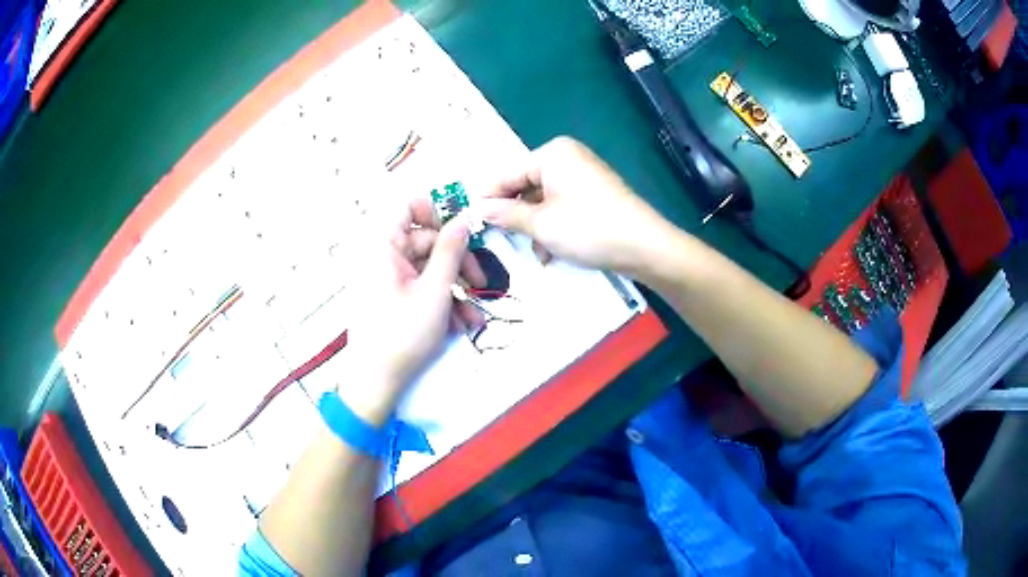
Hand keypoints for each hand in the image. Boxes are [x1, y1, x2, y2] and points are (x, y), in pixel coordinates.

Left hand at [340, 196, 484, 423]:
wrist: (375, 382)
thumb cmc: (402, 334)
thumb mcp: (435, 291)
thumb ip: (451, 251)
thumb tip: (464, 218)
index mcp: (383, 245)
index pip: (409, 205)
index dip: (437, 211)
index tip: (461, 232)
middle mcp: (382, 256)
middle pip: (426, 241)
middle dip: (457, 263)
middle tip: (479, 285)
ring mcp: (386, 278)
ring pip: (428, 269)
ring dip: (454, 289)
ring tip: (473, 317)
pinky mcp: (391, 297)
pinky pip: (420, 287)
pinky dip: (441, 301)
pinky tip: (459, 325)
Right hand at [477, 137, 678, 276]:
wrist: (644, 246)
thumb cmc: (588, 229)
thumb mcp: (541, 224)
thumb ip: (506, 214)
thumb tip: (479, 209)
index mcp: (552, 154)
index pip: (507, 174)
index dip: (488, 198)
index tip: (471, 221)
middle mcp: (567, 157)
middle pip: (526, 186)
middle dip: (516, 215)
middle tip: (501, 240)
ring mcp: (583, 174)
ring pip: (543, 199)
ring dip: (535, 226)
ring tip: (535, 252)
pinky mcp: (594, 192)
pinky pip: (562, 204)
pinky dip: (554, 225)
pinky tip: (552, 250)